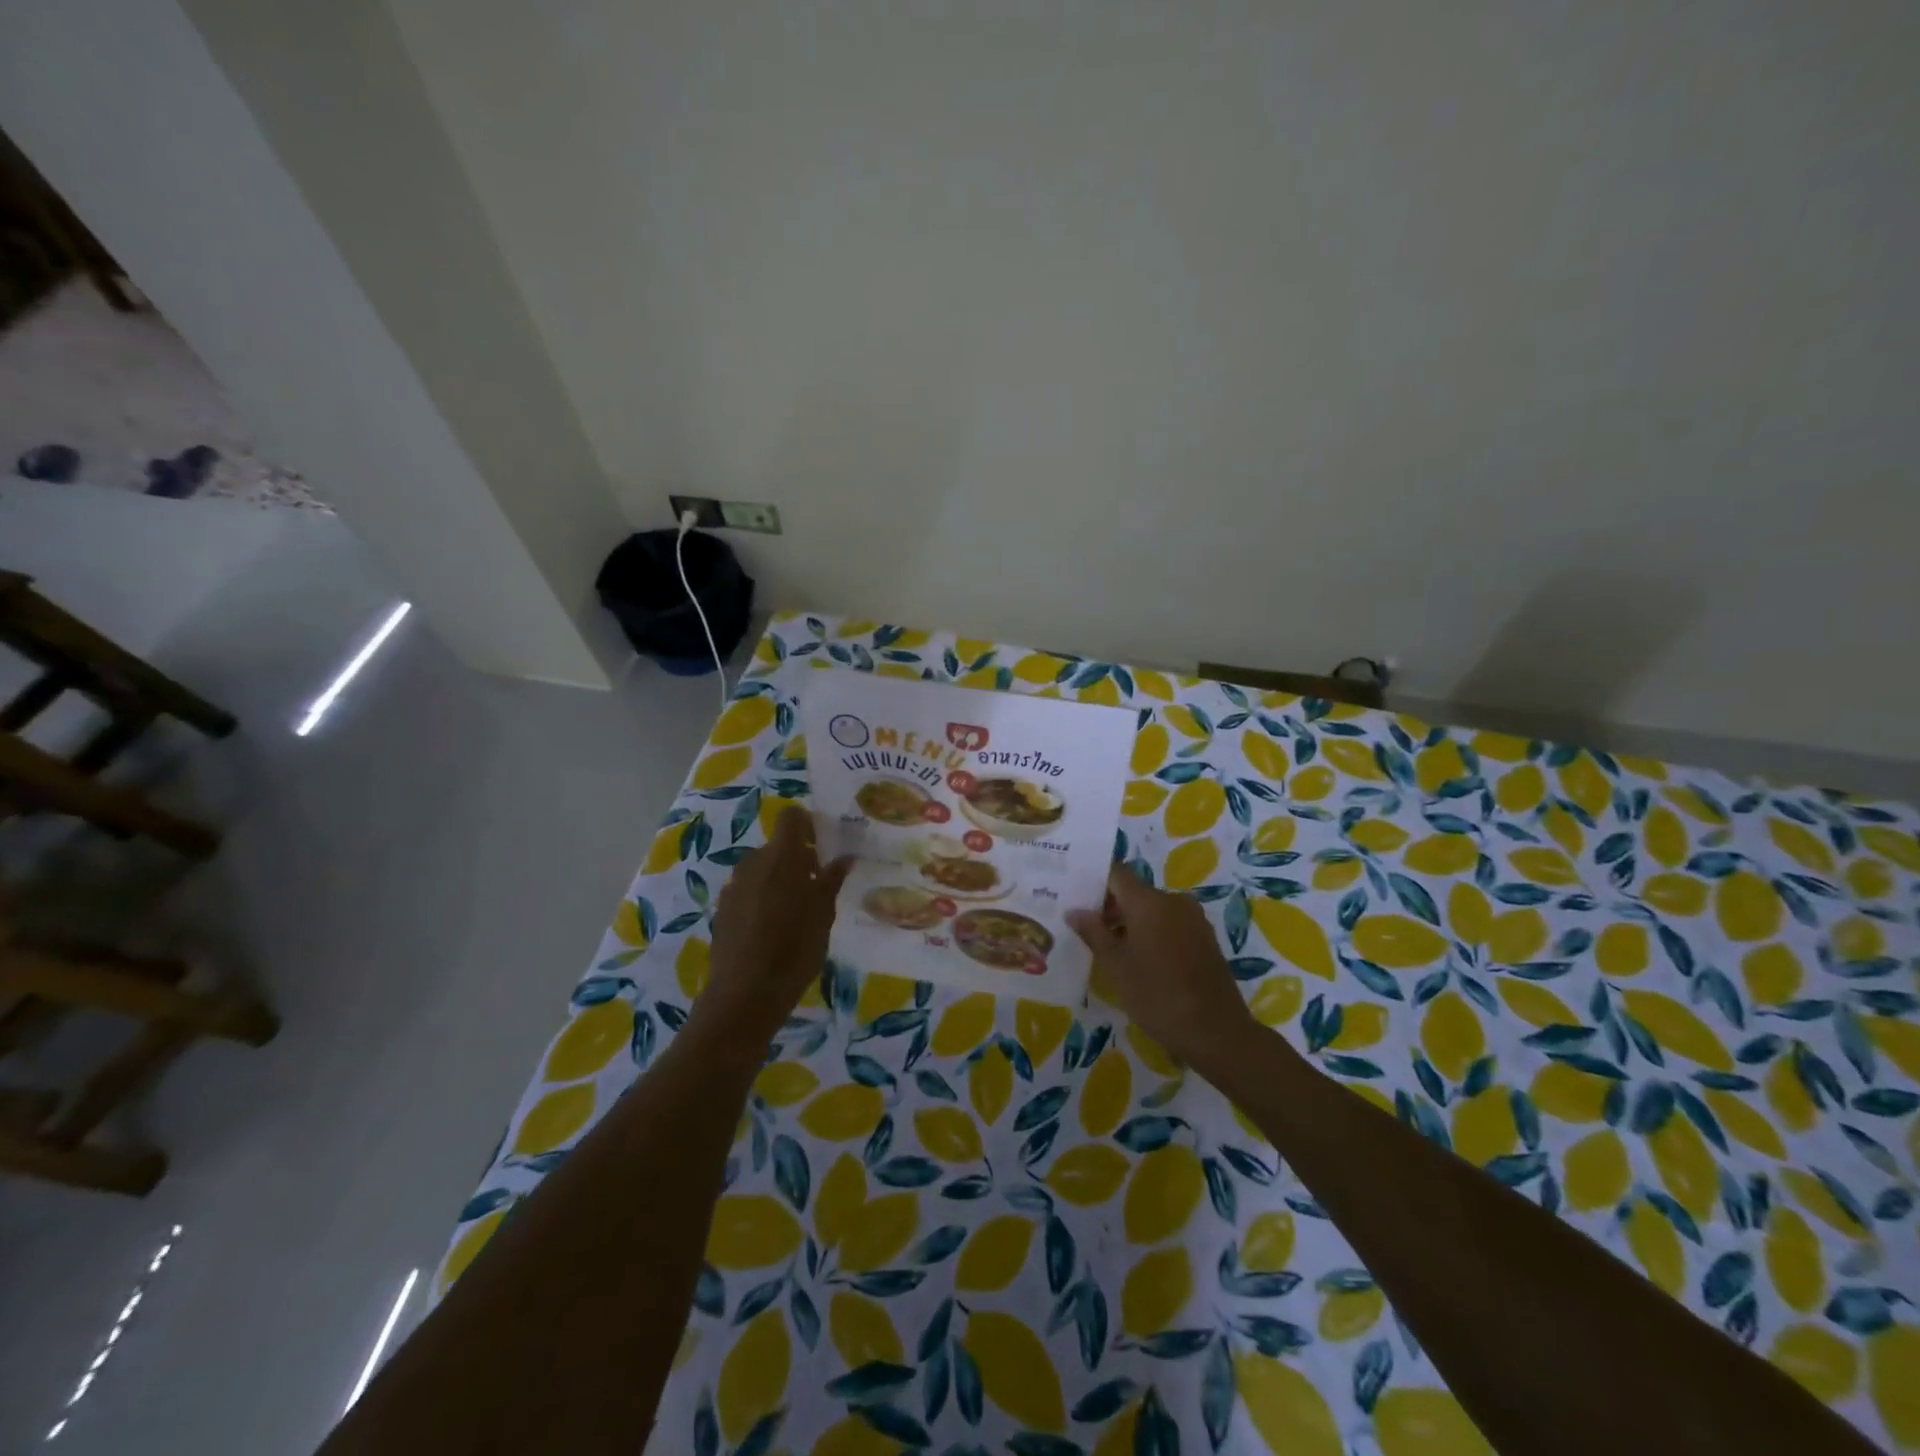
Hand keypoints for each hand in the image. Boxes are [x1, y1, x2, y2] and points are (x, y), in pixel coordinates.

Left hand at [698, 808, 853, 1043]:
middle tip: (817, 885)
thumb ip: (831, 881)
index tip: (823, 844)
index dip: (807, 824)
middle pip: (777, 846)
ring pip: (761, 869)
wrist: (745, 995)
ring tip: (796, 911)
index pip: (791, 817)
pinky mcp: (722, 909)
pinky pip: (748, 891)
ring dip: (779, 879)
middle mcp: (753, 863)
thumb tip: (844, 857)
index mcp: (781, 857)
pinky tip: (773, 929)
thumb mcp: (823, 915)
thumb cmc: (794, 949)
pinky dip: (762, 898)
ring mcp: (734, 886)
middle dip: (797, 858)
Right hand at [1067, 863, 1253, 1068]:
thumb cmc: (1158, 995)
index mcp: (1149, 901)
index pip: (1116, 873)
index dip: (1095, 883)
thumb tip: (1074, 910)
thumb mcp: (1116, 966)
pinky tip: (1142, 961)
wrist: (1216, 1032)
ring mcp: (1193, 919)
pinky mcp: (1205, 938)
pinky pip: (1171, 923)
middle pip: (1135, 891)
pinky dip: (1153, 933)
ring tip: (1112, 951)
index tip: (1076, 899)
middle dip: (1111, 907)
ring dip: (1132, 923)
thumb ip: (1093, 932)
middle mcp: (1173, 900)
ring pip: (1153, 909)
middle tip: (1088, 931)